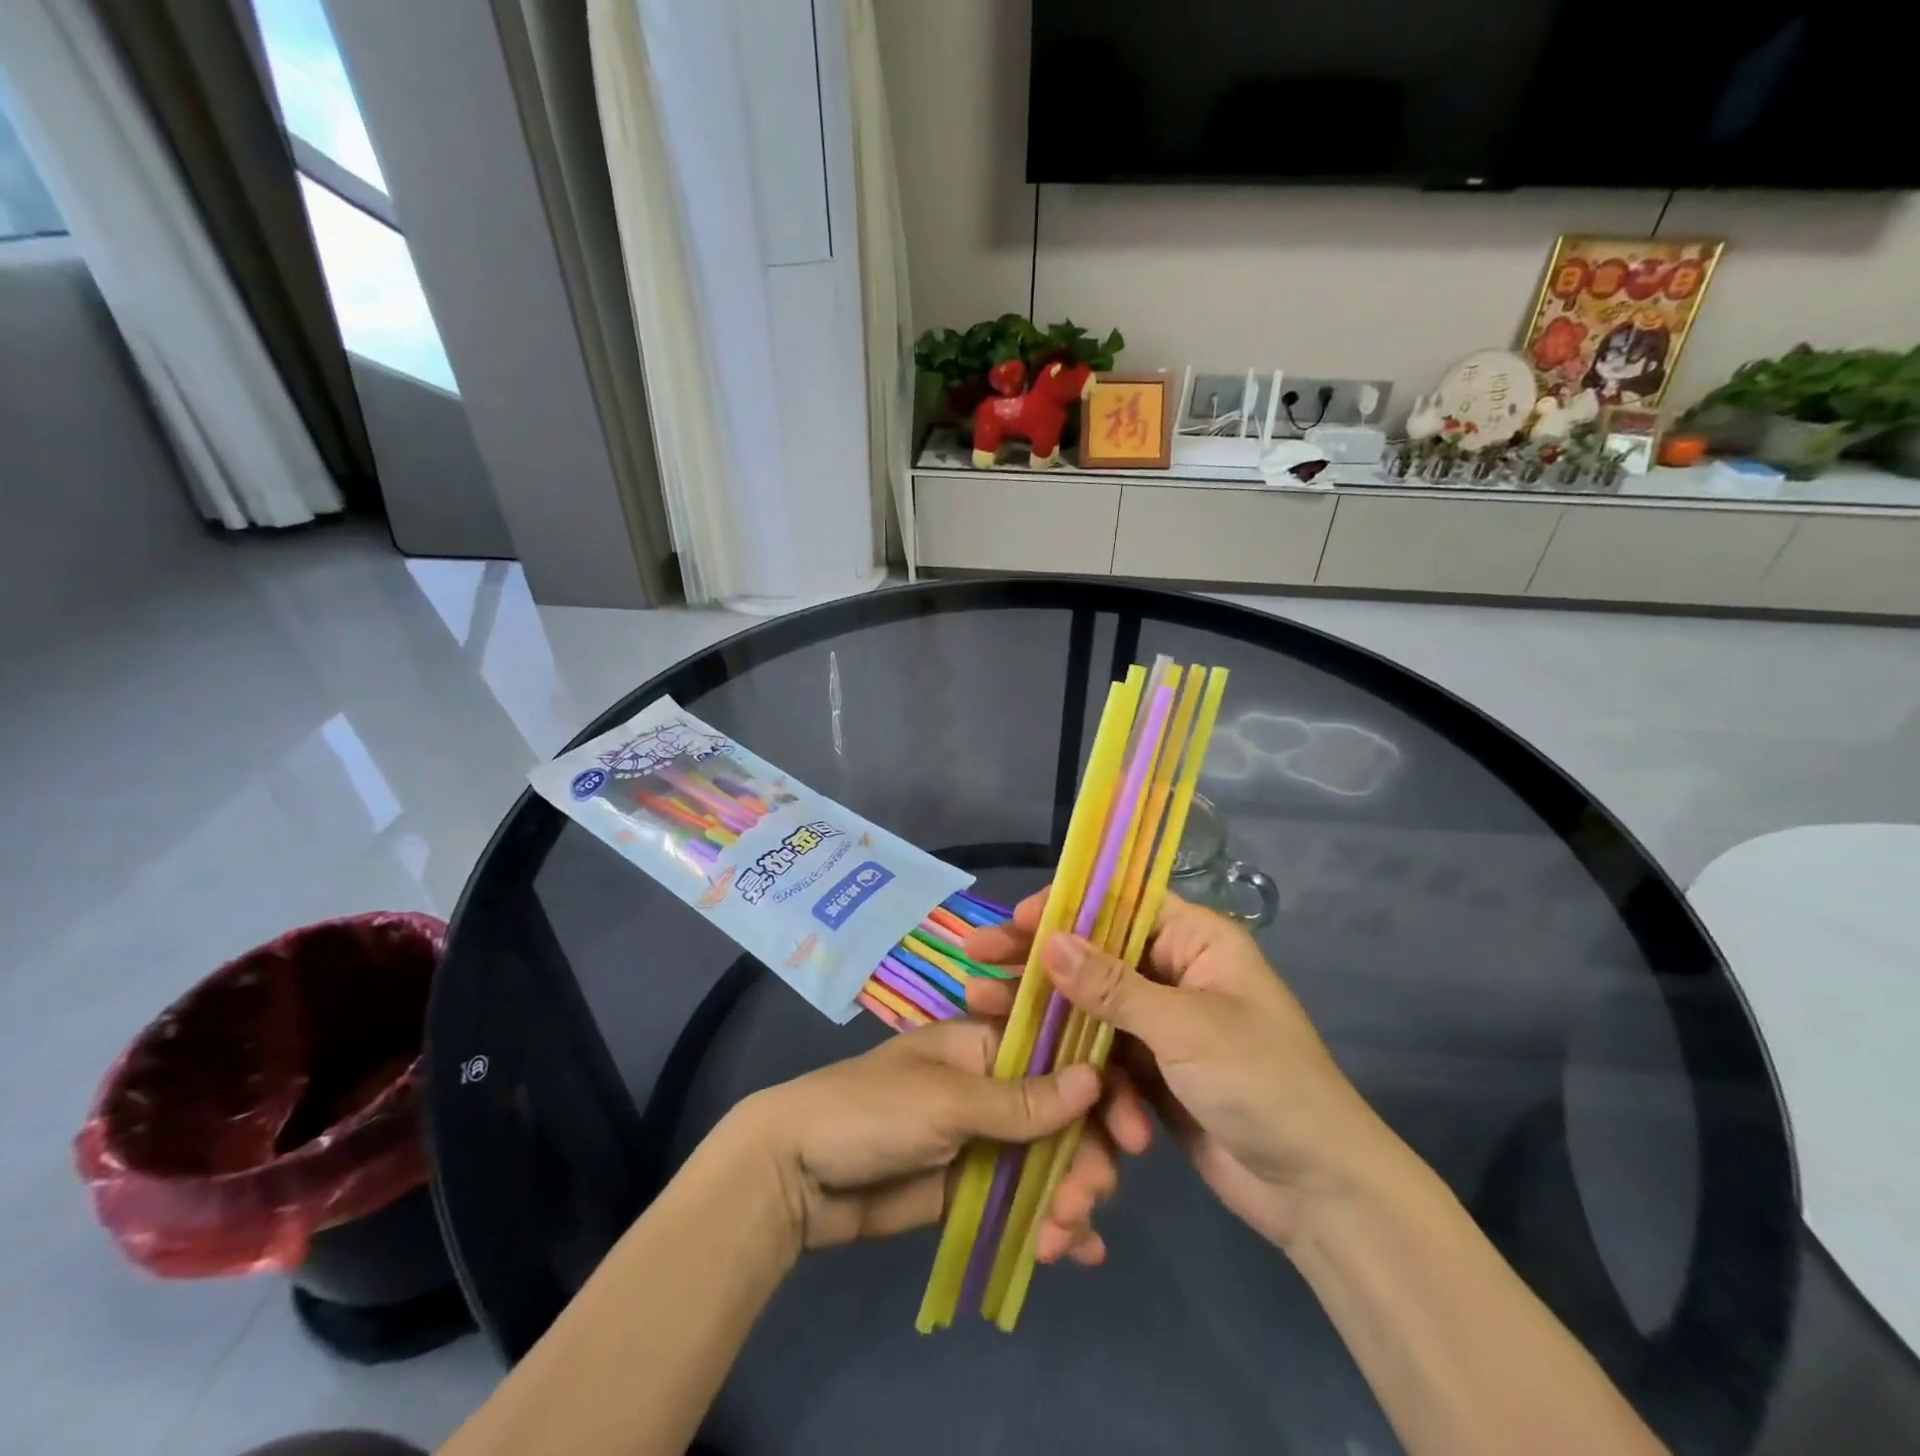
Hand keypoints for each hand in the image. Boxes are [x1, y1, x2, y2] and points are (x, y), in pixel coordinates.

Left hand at [730, 1019, 1100, 1253]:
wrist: (797, 1175)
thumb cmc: (871, 1112)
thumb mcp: (946, 1100)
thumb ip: (1021, 1100)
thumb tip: (1095, 1079)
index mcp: (985, 1043)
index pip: (1060, 1054)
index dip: (1100, 1087)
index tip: (1133, 1131)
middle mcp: (993, 1085)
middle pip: (1064, 1114)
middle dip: (1086, 1156)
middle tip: (1086, 1201)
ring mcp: (985, 1138)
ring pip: (1050, 1161)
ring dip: (1070, 1196)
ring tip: (1064, 1237)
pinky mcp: (973, 1187)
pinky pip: (1025, 1200)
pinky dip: (1052, 1223)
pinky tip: (1076, 1254)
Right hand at [966, 891, 1398, 1256]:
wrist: (1320, 1195)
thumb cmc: (1266, 1087)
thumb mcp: (1187, 1029)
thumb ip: (1112, 987)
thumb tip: (1048, 941)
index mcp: (1197, 941)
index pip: (1118, 905)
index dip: (1063, 908)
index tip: (1011, 922)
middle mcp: (1176, 972)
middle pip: (1094, 956)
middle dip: (1038, 965)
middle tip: (976, 962)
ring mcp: (1163, 1024)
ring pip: (1091, 1010)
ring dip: (1051, 1025)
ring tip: (985, 1018)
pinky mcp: (1154, 1072)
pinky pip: (1104, 1059)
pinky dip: (1092, 1082)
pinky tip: (1086, 1109)